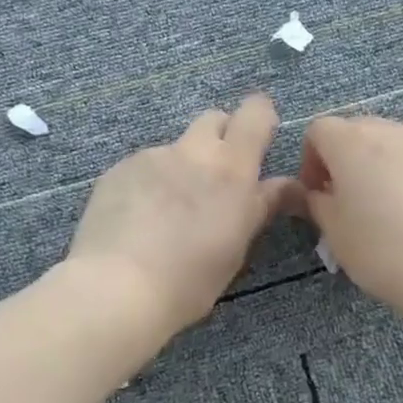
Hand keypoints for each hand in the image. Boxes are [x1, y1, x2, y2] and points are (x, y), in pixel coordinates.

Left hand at [67, 93, 299, 336]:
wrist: (116, 289)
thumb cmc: (189, 280)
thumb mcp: (236, 249)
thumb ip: (259, 208)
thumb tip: (286, 187)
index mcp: (231, 170)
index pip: (255, 113)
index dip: (260, 118)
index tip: (259, 143)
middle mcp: (192, 152)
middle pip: (213, 120)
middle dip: (221, 139)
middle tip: (217, 180)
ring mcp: (151, 157)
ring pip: (176, 149)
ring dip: (182, 168)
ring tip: (168, 213)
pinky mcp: (117, 170)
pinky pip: (143, 167)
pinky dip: (148, 184)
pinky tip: (137, 221)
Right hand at [298, 115, 402, 321]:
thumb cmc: (383, 249)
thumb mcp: (334, 232)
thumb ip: (317, 203)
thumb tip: (318, 193)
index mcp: (351, 141)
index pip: (317, 131)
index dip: (309, 161)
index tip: (315, 196)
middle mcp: (389, 130)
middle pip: (354, 131)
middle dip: (341, 161)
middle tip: (343, 203)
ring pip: (387, 144)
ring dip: (374, 167)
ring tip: (380, 209)